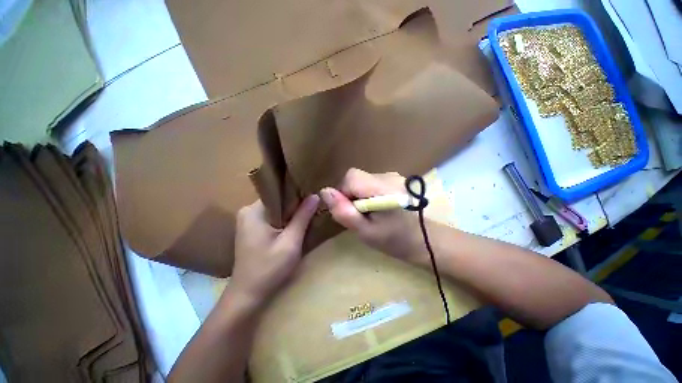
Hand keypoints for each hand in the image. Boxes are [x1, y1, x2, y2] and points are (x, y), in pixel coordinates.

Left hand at [230, 195, 319, 303]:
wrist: (248, 295)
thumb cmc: (269, 269)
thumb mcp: (290, 242)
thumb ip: (302, 217)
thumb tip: (315, 195)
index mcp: (253, 211)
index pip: (279, 192)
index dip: (297, 193)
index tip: (313, 193)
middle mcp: (248, 211)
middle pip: (278, 201)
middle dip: (296, 203)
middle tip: (315, 203)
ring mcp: (249, 221)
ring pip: (277, 209)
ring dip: (292, 212)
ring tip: (309, 211)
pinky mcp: (252, 229)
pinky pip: (273, 218)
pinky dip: (285, 220)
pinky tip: (297, 223)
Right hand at [320, 168, 422, 262]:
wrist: (426, 240)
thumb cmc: (395, 240)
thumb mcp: (365, 231)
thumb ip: (345, 211)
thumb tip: (325, 191)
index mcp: (381, 188)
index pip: (350, 177)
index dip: (343, 193)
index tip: (350, 211)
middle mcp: (387, 176)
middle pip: (356, 177)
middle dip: (350, 195)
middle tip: (360, 216)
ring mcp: (393, 176)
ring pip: (363, 180)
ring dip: (359, 195)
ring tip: (370, 214)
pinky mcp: (395, 180)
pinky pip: (372, 183)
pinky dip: (368, 194)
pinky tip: (378, 208)